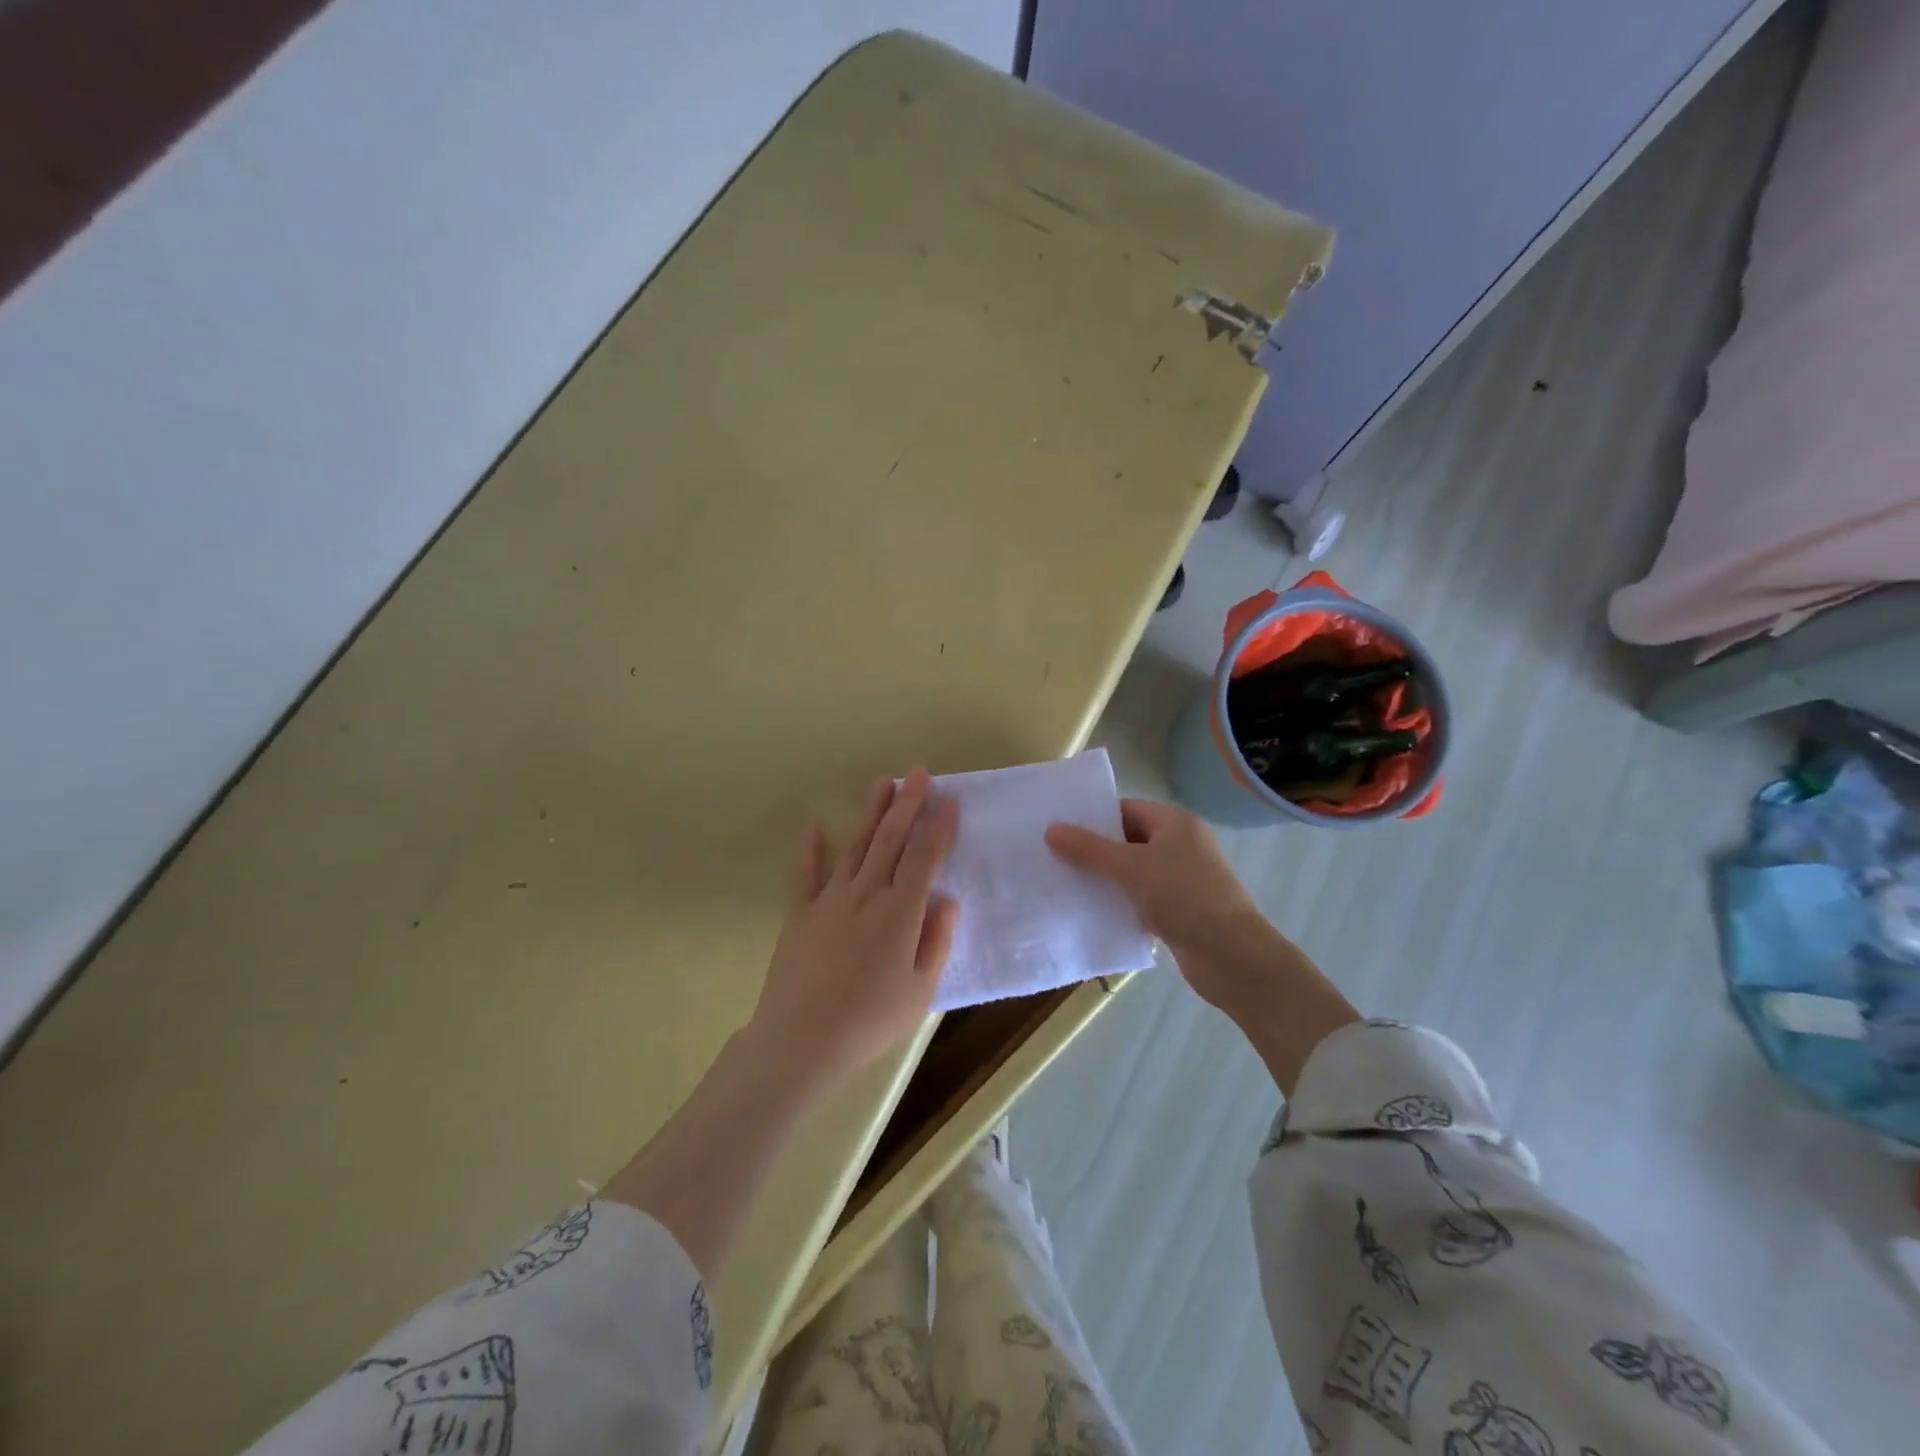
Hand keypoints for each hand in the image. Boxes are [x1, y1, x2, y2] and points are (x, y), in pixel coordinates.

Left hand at [748, 768, 960, 1094]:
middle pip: (891, 840)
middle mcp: (867, 894)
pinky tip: (814, 823)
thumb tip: (948, 900)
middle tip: (919, 772)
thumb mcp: (920, 991)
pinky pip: (805, 873)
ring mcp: (830, 899)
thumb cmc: (870, 1020)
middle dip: (908, 804)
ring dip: (871, 812)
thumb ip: (936, 942)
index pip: (924, 858)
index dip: (938, 827)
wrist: (801, 1041)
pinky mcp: (801, 913)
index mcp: (900, 912)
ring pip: (856, 846)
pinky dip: (810, 847)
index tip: (950, 800)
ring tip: (883, 782)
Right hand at [1047, 801, 1357, 1093]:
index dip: (1094, 817)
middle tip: (1055, 856)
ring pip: (1135, 872)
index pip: (1127, 809)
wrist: (1232, 957)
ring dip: (1106, 879)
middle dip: (1095, 850)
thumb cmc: (1183, 897)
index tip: (1059, 828)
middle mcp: (1182, 845)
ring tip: (1066, 884)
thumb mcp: (1130, 868)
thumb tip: (1051, 829)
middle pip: (1129, 840)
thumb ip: (1089, 849)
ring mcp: (1183, 879)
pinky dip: (1121, 903)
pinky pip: (1142, 898)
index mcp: (1175, 823)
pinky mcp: (1181, 910)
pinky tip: (1093, 912)